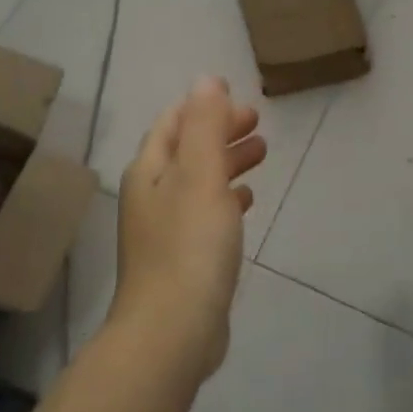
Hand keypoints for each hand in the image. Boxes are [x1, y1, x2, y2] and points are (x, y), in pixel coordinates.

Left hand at [114, 76, 265, 379]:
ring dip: (227, 162)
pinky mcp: (182, 258)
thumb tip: (206, 80)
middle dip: (220, 131)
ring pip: (198, 181)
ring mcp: (164, 229)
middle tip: (258, 124)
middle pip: (187, 150)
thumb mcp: (200, 174)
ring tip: (262, 153)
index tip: (239, 97)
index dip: (204, 106)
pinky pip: (205, 213)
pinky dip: (226, 198)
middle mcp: (151, 194)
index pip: (174, 122)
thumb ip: (205, 125)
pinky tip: (247, 200)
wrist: (172, 331)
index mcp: (150, 170)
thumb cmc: (189, 246)